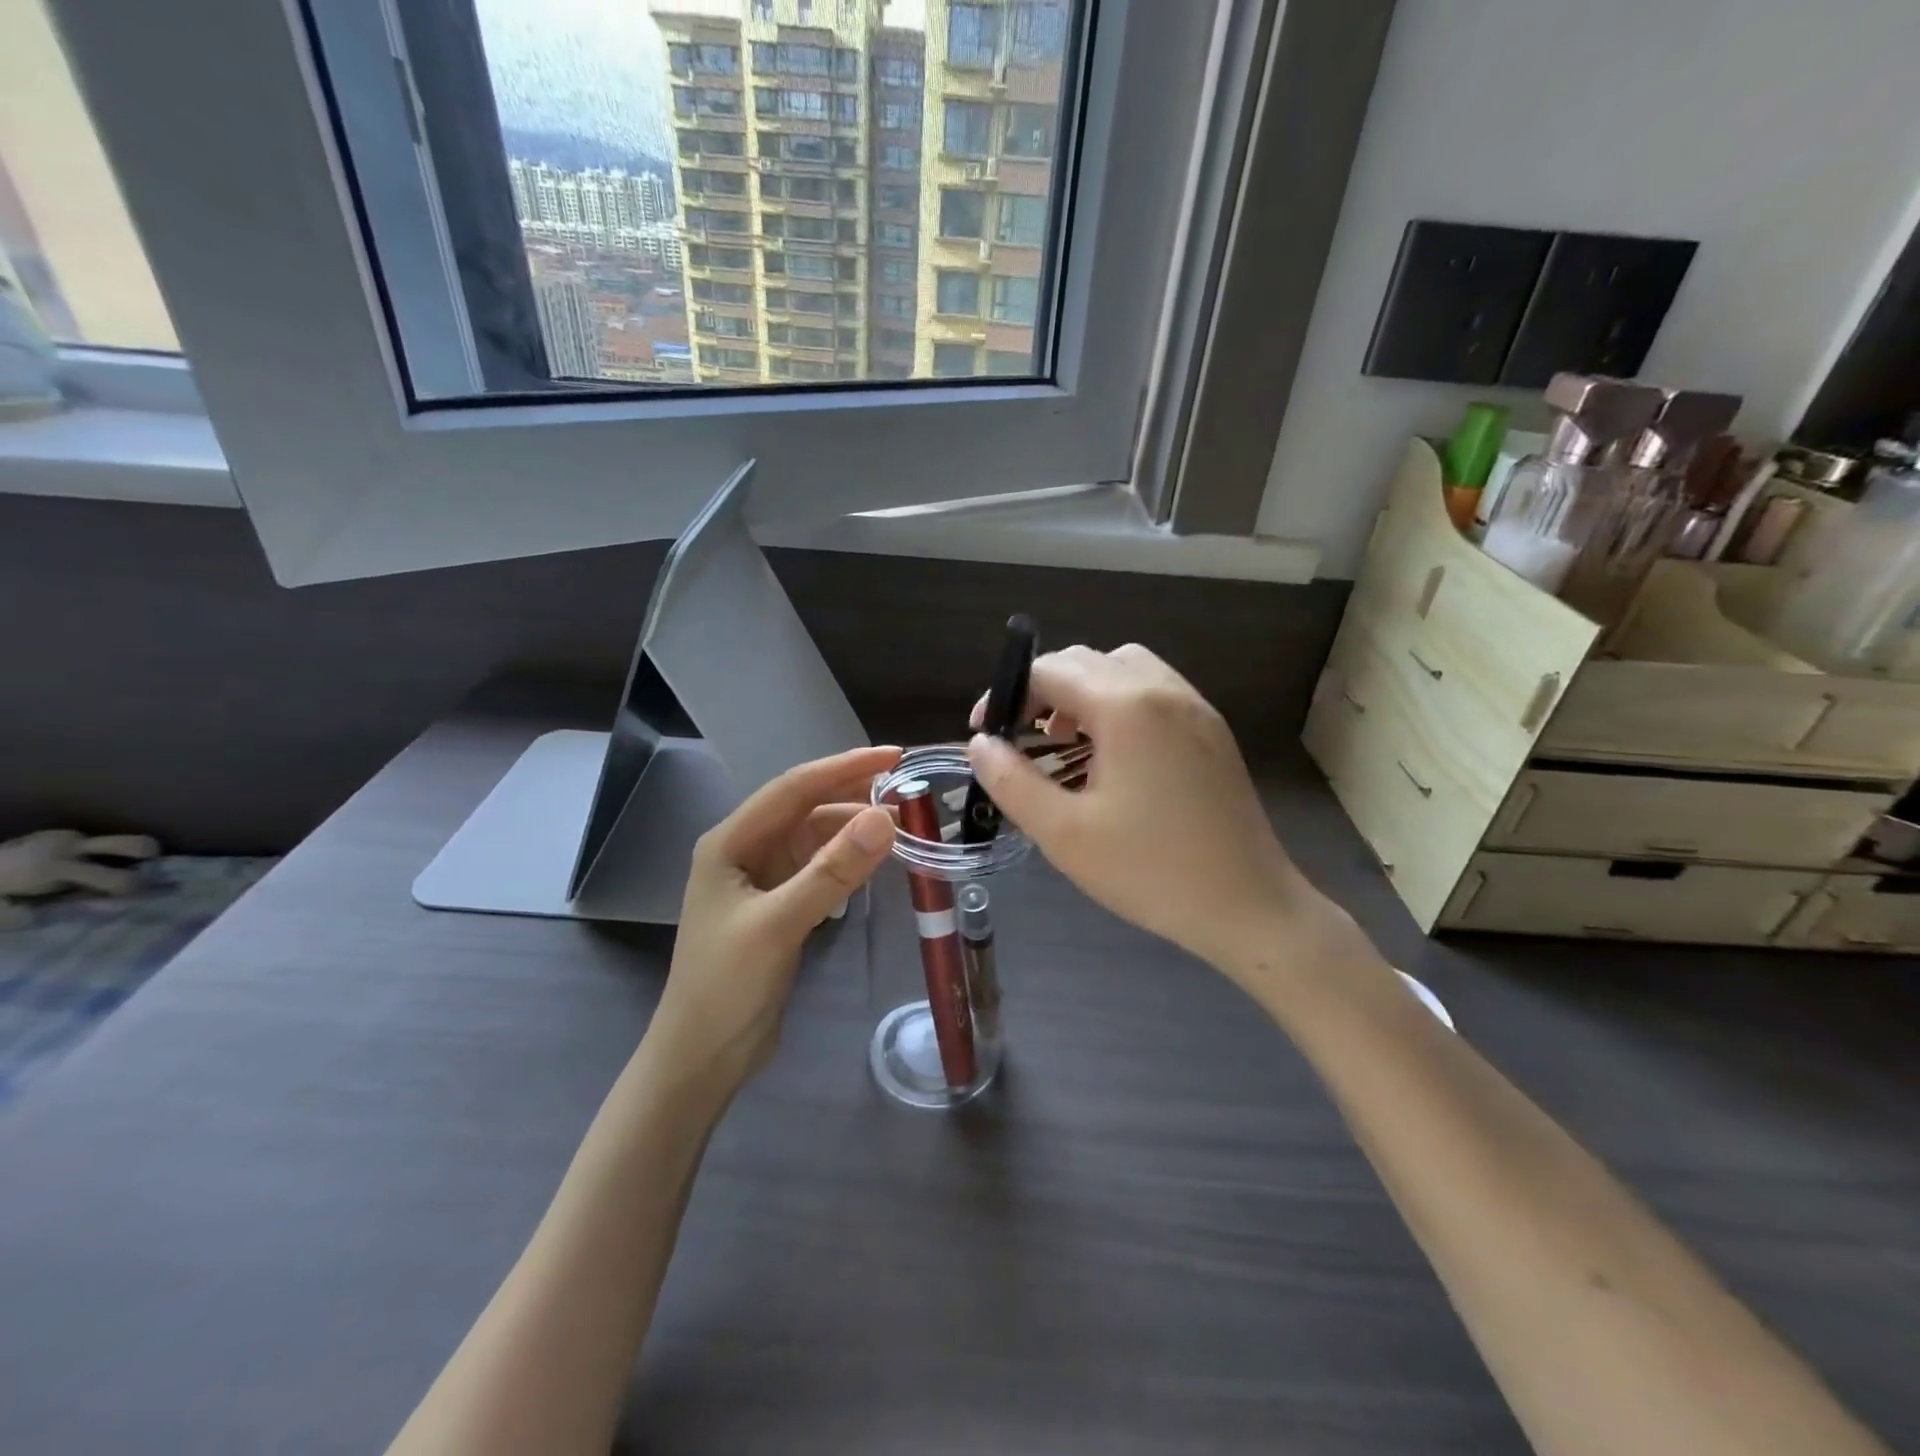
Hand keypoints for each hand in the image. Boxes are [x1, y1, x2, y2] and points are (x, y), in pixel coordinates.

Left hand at [647, 746, 899, 1091]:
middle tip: (911, 790)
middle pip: (806, 808)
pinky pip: (819, 868)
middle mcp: (744, 850)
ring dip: (855, 829)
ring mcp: (761, 879)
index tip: (896, 756)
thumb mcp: (780, 923)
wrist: (701, 1058)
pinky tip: (876, 861)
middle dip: (855, 795)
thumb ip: (832, 870)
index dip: (845, 767)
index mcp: (731, 841)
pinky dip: (848, 861)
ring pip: (816, 838)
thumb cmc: (727, 986)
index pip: (795, 787)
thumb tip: (886, 818)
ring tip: (903, 825)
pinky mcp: (778, 905)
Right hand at [968, 646, 1368, 985]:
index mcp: (1126, 707)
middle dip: (1043, 690)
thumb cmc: (1150, 871)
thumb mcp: (1063, 833)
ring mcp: (1195, 707)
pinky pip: (1154, 690)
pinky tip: (1112, 756)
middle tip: (1022, 739)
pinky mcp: (1212, 730)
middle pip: (1086, 660)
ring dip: (1084, 692)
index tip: (987, 734)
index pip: (1049, 671)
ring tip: (1066, 743)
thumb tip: (981, 744)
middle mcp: (1163, 690)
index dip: (1007, 695)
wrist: (1249, 905)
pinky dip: (1120, 703)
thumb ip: (1012, 781)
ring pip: (1124, 668)